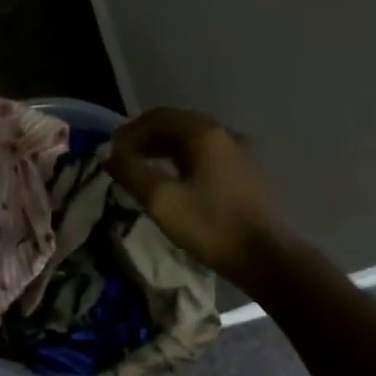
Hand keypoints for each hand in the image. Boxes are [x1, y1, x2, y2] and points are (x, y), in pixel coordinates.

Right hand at [108, 107, 291, 288]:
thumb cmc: (211, 226)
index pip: (158, 117)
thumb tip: (108, 152)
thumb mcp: (161, 200)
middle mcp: (224, 134)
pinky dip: (183, 159)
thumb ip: (130, 171)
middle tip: (123, 159)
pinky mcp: (246, 172)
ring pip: (193, 139)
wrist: (267, 257)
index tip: (111, 153)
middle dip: (146, 138)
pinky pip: (207, 154)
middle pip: (177, 124)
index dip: (129, 132)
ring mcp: (239, 152)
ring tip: (143, 169)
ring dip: (164, 148)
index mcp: (204, 133)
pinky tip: (174, 181)